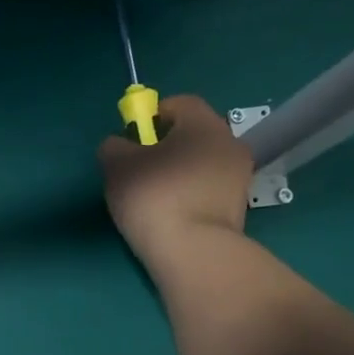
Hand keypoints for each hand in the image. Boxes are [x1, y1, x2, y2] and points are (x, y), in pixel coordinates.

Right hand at [98, 94, 253, 268]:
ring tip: (154, 197)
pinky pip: (208, 190)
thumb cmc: (154, 196)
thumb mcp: (116, 166)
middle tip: (140, 169)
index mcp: (204, 123)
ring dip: (180, 172)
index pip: (180, 103)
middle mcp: (229, 143)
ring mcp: (239, 177)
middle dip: (168, 146)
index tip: (134, 138)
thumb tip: (120, 146)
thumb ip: (114, 146)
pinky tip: (172, 215)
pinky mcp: (239, 208)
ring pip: (202, 163)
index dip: (153, 115)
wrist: (193, 250)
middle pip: (194, 134)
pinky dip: (191, 195)